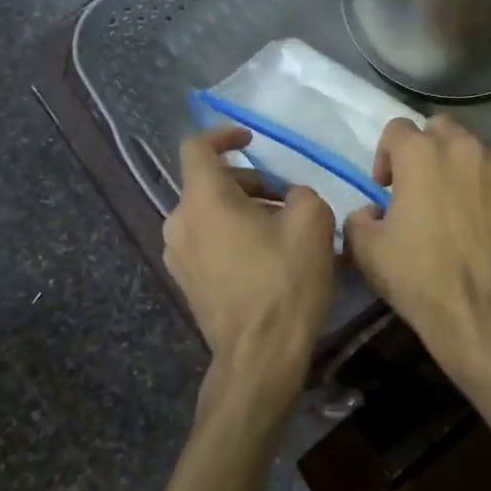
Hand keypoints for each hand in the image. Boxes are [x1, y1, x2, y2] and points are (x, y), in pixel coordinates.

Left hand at [163, 127, 334, 405]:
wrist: (259, 355)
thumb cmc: (285, 282)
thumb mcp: (313, 223)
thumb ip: (301, 193)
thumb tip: (291, 197)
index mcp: (204, 200)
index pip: (198, 147)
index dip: (224, 135)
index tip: (251, 138)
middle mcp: (180, 222)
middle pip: (209, 183)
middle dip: (249, 181)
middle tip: (287, 198)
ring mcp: (178, 256)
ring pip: (208, 214)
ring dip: (242, 210)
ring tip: (281, 229)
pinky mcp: (186, 282)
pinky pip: (207, 241)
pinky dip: (232, 235)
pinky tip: (265, 257)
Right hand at [343, 116, 490, 360]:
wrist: (479, 308)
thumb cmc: (417, 275)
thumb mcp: (366, 249)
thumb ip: (359, 217)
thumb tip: (373, 211)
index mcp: (420, 153)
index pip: (396, 129)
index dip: (385, 155)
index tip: (385, 187)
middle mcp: (463, 147)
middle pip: (439, 128)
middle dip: (426, 149)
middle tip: (420, 186)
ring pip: (473, 150)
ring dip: (458, 167)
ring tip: (454, 203)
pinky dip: (486, 188)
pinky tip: (481, 221)